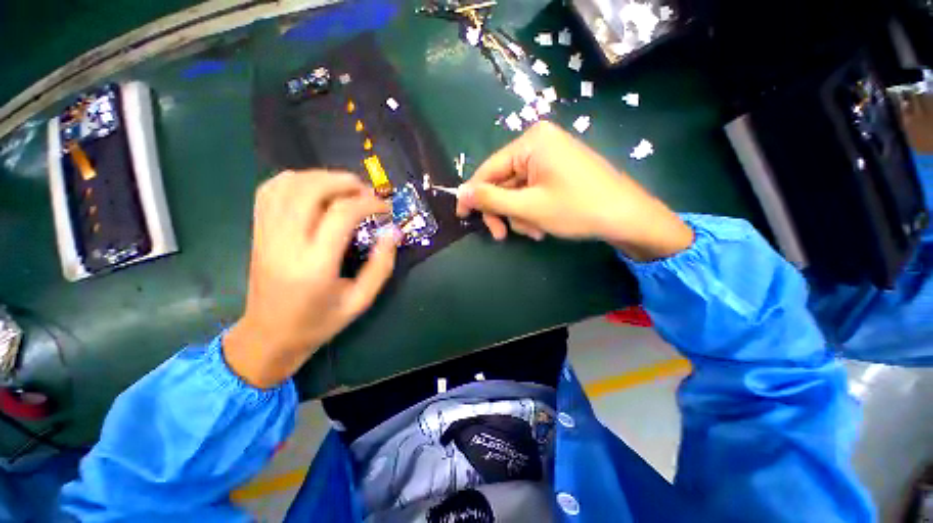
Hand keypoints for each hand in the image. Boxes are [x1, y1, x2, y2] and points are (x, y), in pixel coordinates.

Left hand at [224, 170, 395, 388]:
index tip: (384, 208)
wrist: (269, 335)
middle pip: (313, 188)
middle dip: (344, 181)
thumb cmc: (315, 324)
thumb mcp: (356, 305)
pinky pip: (269, 189)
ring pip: (290, 183)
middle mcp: (287, 243)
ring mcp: (268, 233)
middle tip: (362, 192)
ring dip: (320, 177)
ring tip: (337, 189)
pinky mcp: (258, 230)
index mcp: (315, 266)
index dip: (369, 202)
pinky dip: (291, 180)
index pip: (342, 213)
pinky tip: (307, 189)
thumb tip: (393, 231)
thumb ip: (379, 268)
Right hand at [455, 121, 693, 260]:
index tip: (463, 218)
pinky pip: (539, 184)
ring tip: (536, 232)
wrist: (629, 215)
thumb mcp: (530, 207)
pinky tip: (546, 224)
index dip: (474, 195)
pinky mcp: (566, 165)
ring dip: (522, 212)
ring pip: (522, 185)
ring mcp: (556, 151)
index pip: (490, 168)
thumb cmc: (579, 208)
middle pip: (506, 177)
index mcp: (531, 140)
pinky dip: (537, 206)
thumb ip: (492, 199)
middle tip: (505, 236)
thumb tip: (460, 193)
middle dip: (505, 209)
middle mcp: (542, 139)